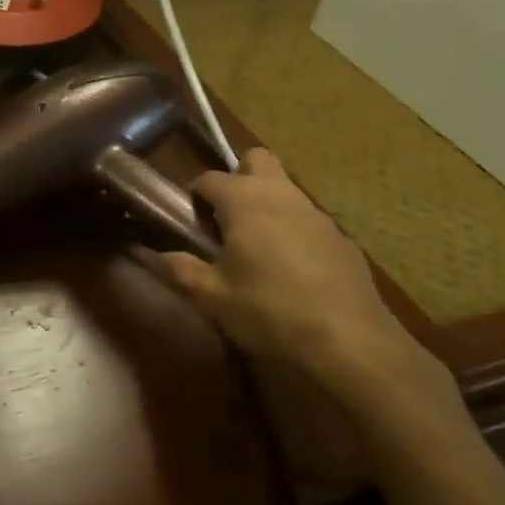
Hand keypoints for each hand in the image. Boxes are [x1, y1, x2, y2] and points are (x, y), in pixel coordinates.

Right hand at [141, 149, 452, 408]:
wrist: (352, 344)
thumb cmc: (270, 312)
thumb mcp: (212, 297)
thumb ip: (180, 269)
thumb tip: (152, 254)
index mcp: (245, 201)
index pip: (209, 178)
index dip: (194, 195)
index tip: (189, 220)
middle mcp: (281, 195)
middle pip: (256, 160)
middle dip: (238, 177)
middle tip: (225, 217)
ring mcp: (317, 215)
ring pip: (285, 189)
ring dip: (266, 204)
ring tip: (255, 248)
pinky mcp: (342, 240)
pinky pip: (308, 220)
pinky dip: (293, 231)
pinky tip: (292, 272)